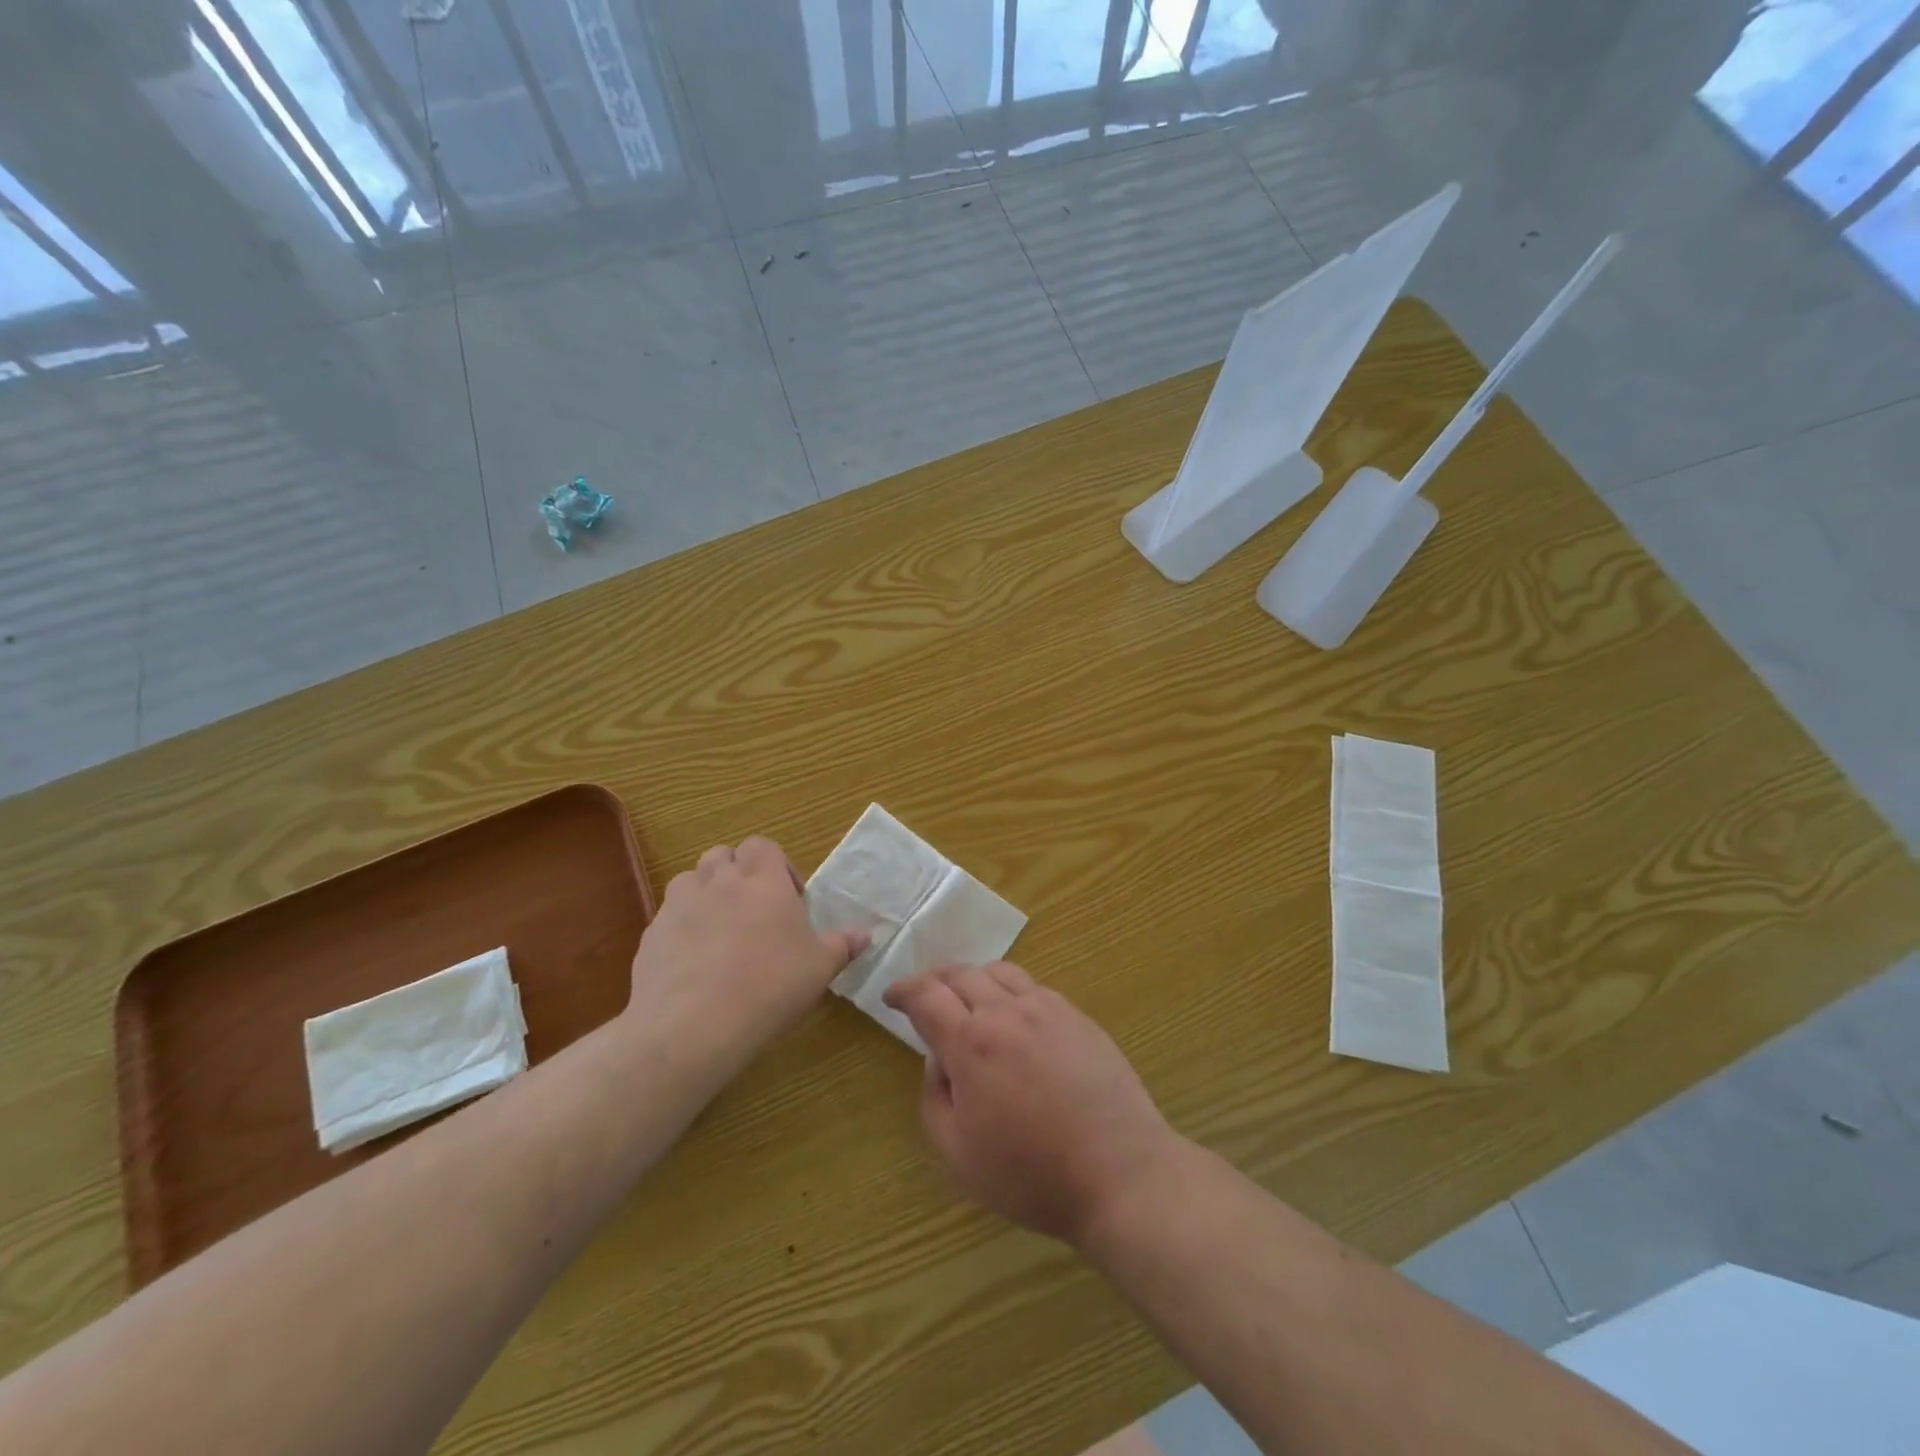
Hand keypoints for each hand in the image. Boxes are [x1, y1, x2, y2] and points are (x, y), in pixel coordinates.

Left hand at [626, 837, 864, 1071]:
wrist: (693, 1026)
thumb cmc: (770, 986)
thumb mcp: (819, 968)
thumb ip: (842, 946)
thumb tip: (866, 934)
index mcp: (762, 879)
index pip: (764, 846)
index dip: (777, 866)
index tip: (789, 900)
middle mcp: (718, 880)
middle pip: (724, 856)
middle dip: (738, 874)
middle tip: (754, 912)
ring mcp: (678, 905)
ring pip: (691, 881)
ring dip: (706, 895)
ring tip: (721, 933)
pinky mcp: (650, 935)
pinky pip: (669, 918)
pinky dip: (682, 929)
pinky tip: (694, 965)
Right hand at [882, 963, 1179, 1245]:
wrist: (1120, 1173)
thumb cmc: (1032, 1174)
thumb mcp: (959, 1154)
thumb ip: (935, 1098)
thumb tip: (938, 1060)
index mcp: (972, 1042)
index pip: (926, 995)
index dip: (903, 990)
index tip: (891, 996)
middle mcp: (1007, 1012)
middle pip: (961, 974)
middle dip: (934, 979)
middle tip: (923, 995)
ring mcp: (1047, 1008)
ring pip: (999, 971)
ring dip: (972, 978)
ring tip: (966, 998)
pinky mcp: (1077, 1016)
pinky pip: (1033, 987)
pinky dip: (1009, 989)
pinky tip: (1012, 1015)